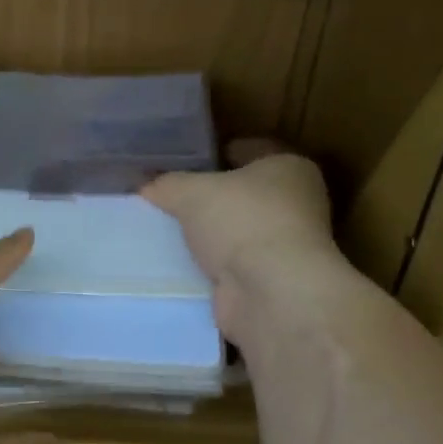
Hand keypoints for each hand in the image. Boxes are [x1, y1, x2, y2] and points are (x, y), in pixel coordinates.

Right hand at [142, 138, 342, 340]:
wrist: (271, 294)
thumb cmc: (242, 222)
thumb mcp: (192, 192)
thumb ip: (167, 185)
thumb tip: (146, 184)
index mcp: (290, 168)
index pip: (252, 149)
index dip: (218, 152)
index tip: (186, 160)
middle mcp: (296, 204)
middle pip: (245, 194)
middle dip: (212, 197)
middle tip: (171, 197)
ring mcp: (286, 247)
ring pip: (238, 232)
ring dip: (211, 235)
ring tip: (168, 231)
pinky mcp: (271, 282)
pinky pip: (233, 265)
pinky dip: (212, 266)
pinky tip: (180, 264)